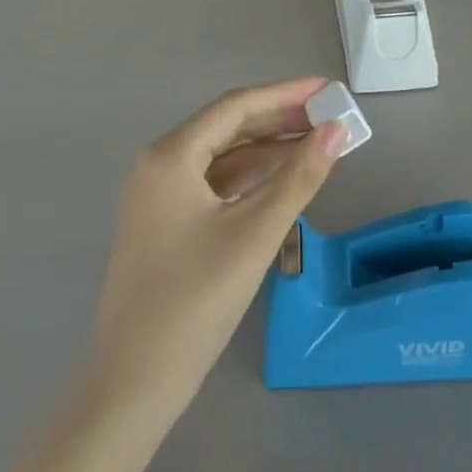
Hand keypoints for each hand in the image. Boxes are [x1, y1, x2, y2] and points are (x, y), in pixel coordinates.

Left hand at [89, 79, 346, 417]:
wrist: (134, 382)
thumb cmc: (195, 300)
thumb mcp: (255, 234)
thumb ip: (299, 178)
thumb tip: (337, 131)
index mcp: (171, 156)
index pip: (236, 107)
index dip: (285, 94)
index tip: (327, 89)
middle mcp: (160, 165)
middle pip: (228, 128)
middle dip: (279, 120)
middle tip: (329, 117)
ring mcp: (160, 196)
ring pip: (222, 157)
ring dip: (268, 149)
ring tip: (317, 144)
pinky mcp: (166, 224)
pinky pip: (214, 185)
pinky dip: (250, 179)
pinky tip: (283, 180)